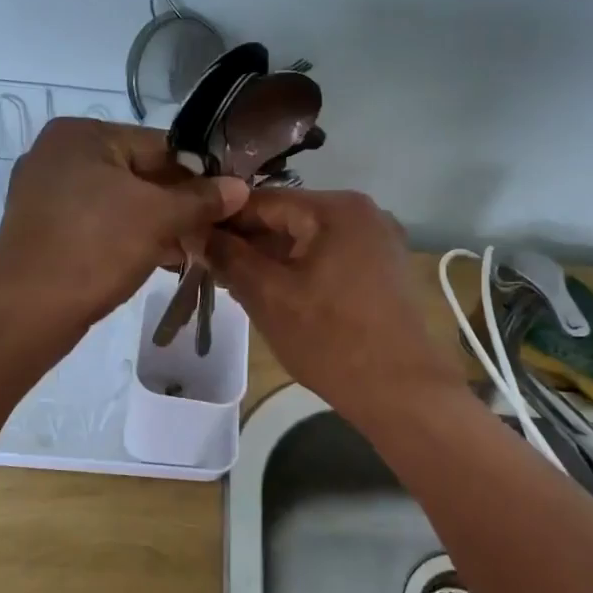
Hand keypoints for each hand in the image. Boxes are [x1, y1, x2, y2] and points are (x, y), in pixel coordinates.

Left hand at [0, 118, 247, 328]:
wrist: (27, 311)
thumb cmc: (95, 249)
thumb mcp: (158, 218)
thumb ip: (201, 198)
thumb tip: (240, 186)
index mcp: (80, 134)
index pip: (158, 145)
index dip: (198, 174)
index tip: (227, 202)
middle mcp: (57, 154)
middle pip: (138, 173)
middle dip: (176, 204)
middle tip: (210, 230)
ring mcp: (45, 193)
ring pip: (118, 202)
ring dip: (156, 224)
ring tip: (190, 249)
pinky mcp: (43, 229)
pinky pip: (97, 224)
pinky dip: (126, 237)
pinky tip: (157, 259)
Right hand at [206, 189, 467, 421]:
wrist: (403, 392)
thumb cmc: (331, 340)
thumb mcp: (268, 296)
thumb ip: (228, 257)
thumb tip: (197, 233)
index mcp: (336, 208)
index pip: (261, 200)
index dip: (221, 220)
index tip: (188, 240)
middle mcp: (362, 212)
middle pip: (286, 218)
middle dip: (246, 242)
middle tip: (207, 268)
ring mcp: (377, 240)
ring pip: (306, 240)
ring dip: (270, 258)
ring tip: (233, 284)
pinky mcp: (382, 269)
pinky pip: (328, 257)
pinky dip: (298, 270)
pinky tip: (274, 293)